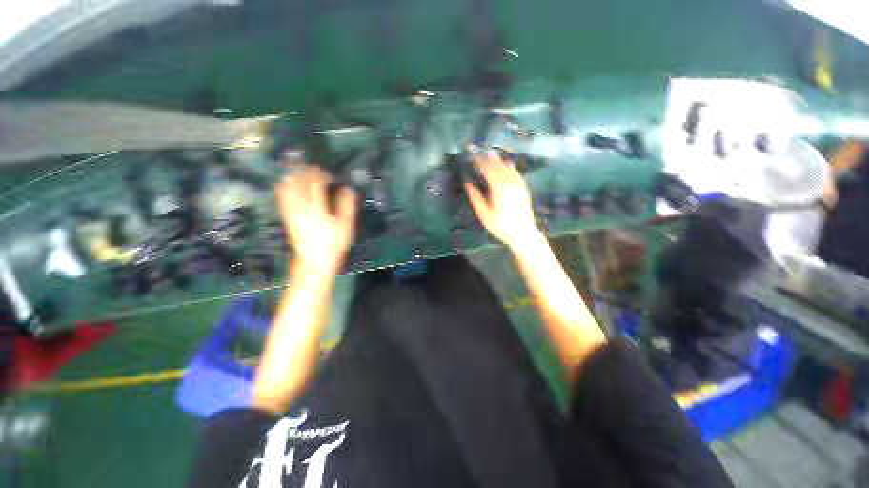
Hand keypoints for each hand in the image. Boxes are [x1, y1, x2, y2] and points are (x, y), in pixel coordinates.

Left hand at [276, 166, 357, 272]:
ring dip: (294, 176)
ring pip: (287, 187)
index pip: (315, 183)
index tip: (331, 176)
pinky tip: (290, 185)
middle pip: (298, 182)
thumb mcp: (346, 226)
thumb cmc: (333, 243)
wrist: (314, 260)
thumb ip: (347, 206)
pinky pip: (282, 196)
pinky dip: (285, 186)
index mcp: (317, 208)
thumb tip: (348, 189)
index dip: (322, 175)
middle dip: (307, 172)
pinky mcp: (286, 216)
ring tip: (303, 174)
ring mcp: (291, 211)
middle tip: (317, 171)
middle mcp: (300, 207)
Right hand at [464, 149, 540, 250]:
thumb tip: (467, 182)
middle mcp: (509, 182)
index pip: (487, 168)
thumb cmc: (500, 225)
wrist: (522, 233)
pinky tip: (506, 164)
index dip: (478, 160)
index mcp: (498, 187)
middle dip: (486, 156)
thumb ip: (475, 196)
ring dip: (497, 159)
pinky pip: (515, 172)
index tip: (471, 154)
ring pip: (507, 167)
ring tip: (490, 153)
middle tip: (478, 150)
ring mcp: (518, 184)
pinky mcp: (523, 188)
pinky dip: (509, 166)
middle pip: (497, 165)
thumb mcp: (483, 213)